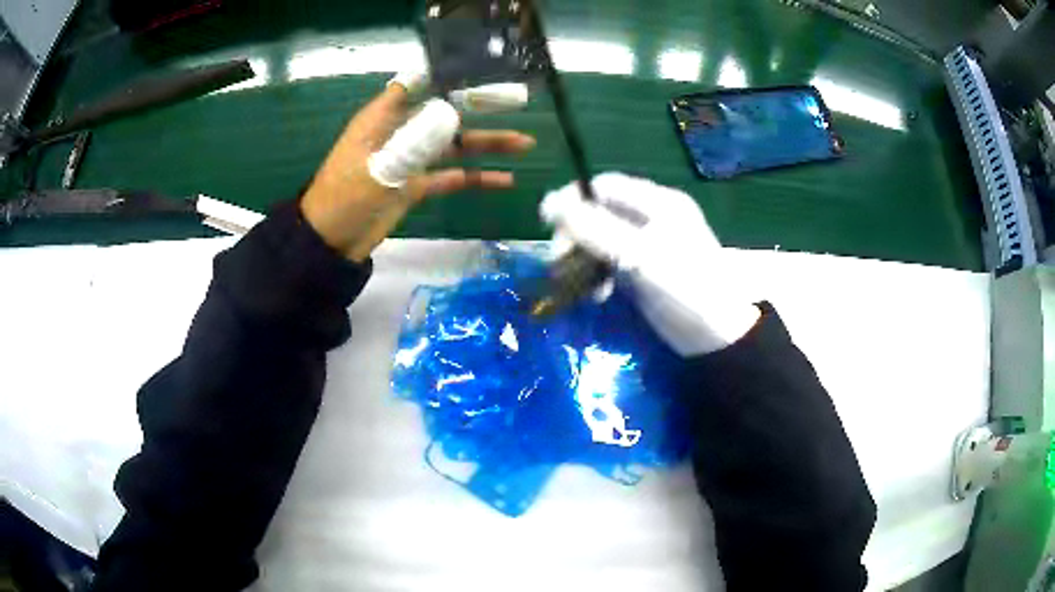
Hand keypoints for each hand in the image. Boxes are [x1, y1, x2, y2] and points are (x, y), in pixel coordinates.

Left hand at [301, 79, 535, 261]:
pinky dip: (475, 178)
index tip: (480, 72)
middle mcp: (399, 132)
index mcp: (382, 119)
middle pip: (445, 114)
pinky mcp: (415, 186)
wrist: (331, 244)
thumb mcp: (377, 168)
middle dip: (480, 110)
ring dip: (487, 144)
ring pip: (454, 146)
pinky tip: (504, 179)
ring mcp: (409, 159)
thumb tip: (452, 116)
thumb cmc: (344, 198)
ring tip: (524, 143)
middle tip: (516, 103)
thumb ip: (414, 142)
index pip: (416, 86)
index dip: (446, 77)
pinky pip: (450, 177)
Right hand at [540, 173, 759, 355]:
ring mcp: (647, 245)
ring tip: (573, 281)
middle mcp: (652, 217)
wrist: (715, 337)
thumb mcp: (640, 255)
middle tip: (559, 260)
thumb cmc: (685, 287)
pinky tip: (596, 294)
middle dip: (575, 234)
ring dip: (583, 257)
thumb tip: (548, 203)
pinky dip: (597, 275)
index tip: (548, 222)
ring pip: (601, 239)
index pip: (605, 186)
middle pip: (599, 212)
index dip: (574, 199)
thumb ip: (595, 229)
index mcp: (658, 203)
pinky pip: (610, 262)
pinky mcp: (643, 270)